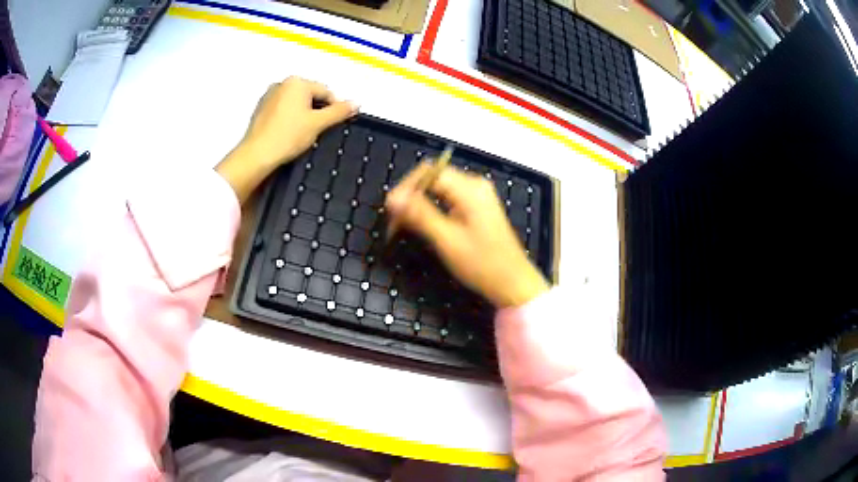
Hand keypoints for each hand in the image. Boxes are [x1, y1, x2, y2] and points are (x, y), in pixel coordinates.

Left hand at [217, 77, 357, 201]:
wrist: (257, 155)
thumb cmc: (285, 137)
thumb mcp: (318, 124)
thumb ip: (339, 112)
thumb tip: (355, 103)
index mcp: (297, 82)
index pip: (325, 92)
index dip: (334, 108)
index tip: (336, 123)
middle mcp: (282, 84)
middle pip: (310, 96)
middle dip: (317, 111)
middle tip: (318, 131)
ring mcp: (269, 97)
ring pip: (296, 103)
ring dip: (303, 116)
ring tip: (302, 135)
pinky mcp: (261, 110)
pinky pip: (282, 110)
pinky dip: (289, 120)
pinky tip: (289, 135)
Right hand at [385, 164, 548, 307]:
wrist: (514, 284)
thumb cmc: (483, 264)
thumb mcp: (447, 240)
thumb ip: (420, 215)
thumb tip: (392, 198)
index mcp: (469, 188)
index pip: (428, 173)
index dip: (405, 187)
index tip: (389, 210)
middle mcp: (474, 185)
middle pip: (432, 179)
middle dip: (410, 196)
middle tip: (393, 222)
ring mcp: (477, 196)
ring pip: (437, 190)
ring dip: (418, 204)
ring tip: (401, 225)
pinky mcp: (476, 208)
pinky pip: (447, 199)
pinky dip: (431, 210)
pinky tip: (421, 225)